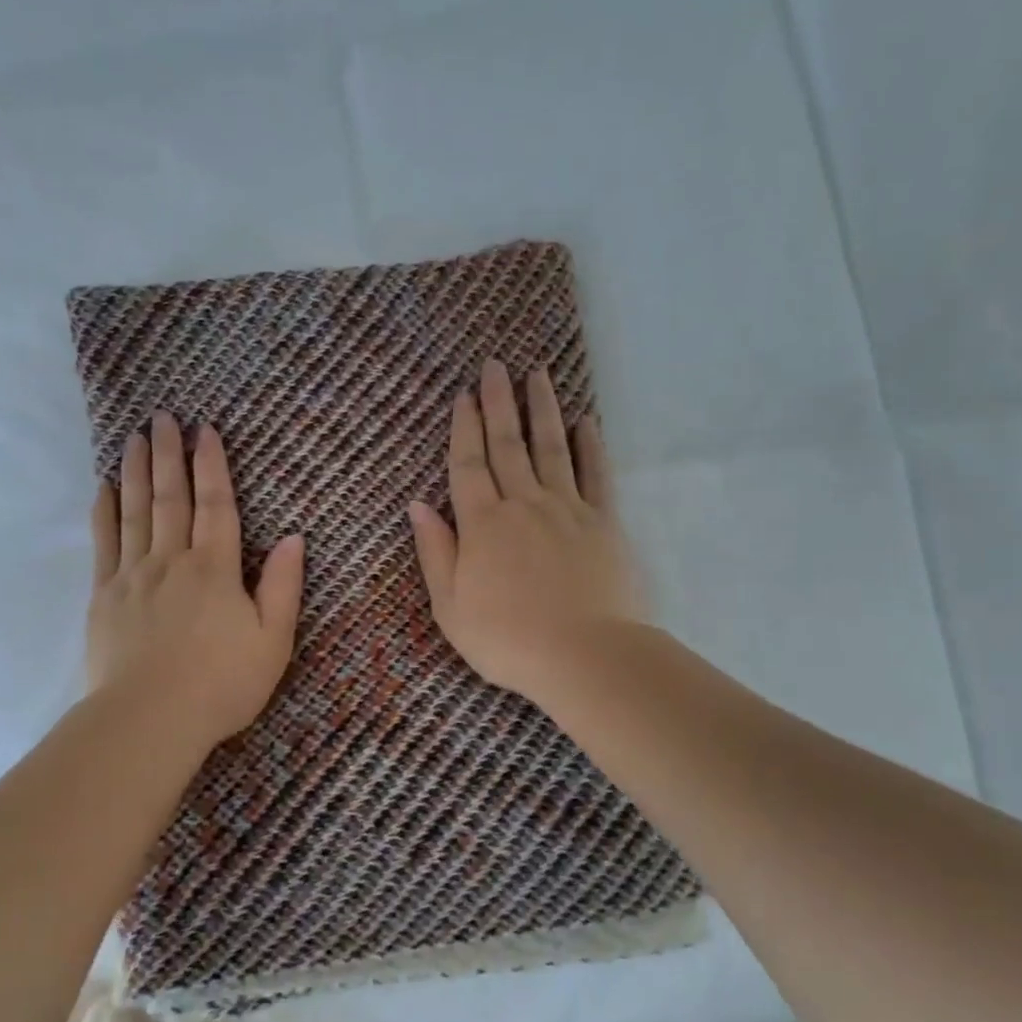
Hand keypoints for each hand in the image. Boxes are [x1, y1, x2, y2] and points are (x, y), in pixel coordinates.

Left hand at [88, 412, 304, 748]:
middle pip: (170, 497)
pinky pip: (104, 543)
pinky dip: (105, 512)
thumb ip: (283, 587)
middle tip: (161, 417)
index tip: (205, 430)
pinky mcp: (104, 597)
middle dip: (168, 454)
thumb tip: (294, 538)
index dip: (212, 465)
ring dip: (135, 471)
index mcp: (215, 568)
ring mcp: (133, 576)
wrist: (150, 719)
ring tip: (133, 437)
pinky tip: (104, 489)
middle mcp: (172, 560)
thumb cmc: (222, 684)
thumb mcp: (273, 640)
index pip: (216, 504)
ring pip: (135, 511)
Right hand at [407, 359, 648, 703]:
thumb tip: (417, 506)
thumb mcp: (451, 606)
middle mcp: (523, 505)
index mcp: (482, 525)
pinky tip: (586, 422)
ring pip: (551, 448)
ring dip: (542, 410)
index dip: (464, 429)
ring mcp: (567, 510)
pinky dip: (590, 446)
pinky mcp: (604, 523)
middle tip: (496, 365)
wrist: (584, 656)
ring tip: (538, 375)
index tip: (463, 395)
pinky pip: (595, 475)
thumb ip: (435, 553)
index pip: (468, 466)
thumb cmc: (507, 640)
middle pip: (508, 445)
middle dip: (499, 403)